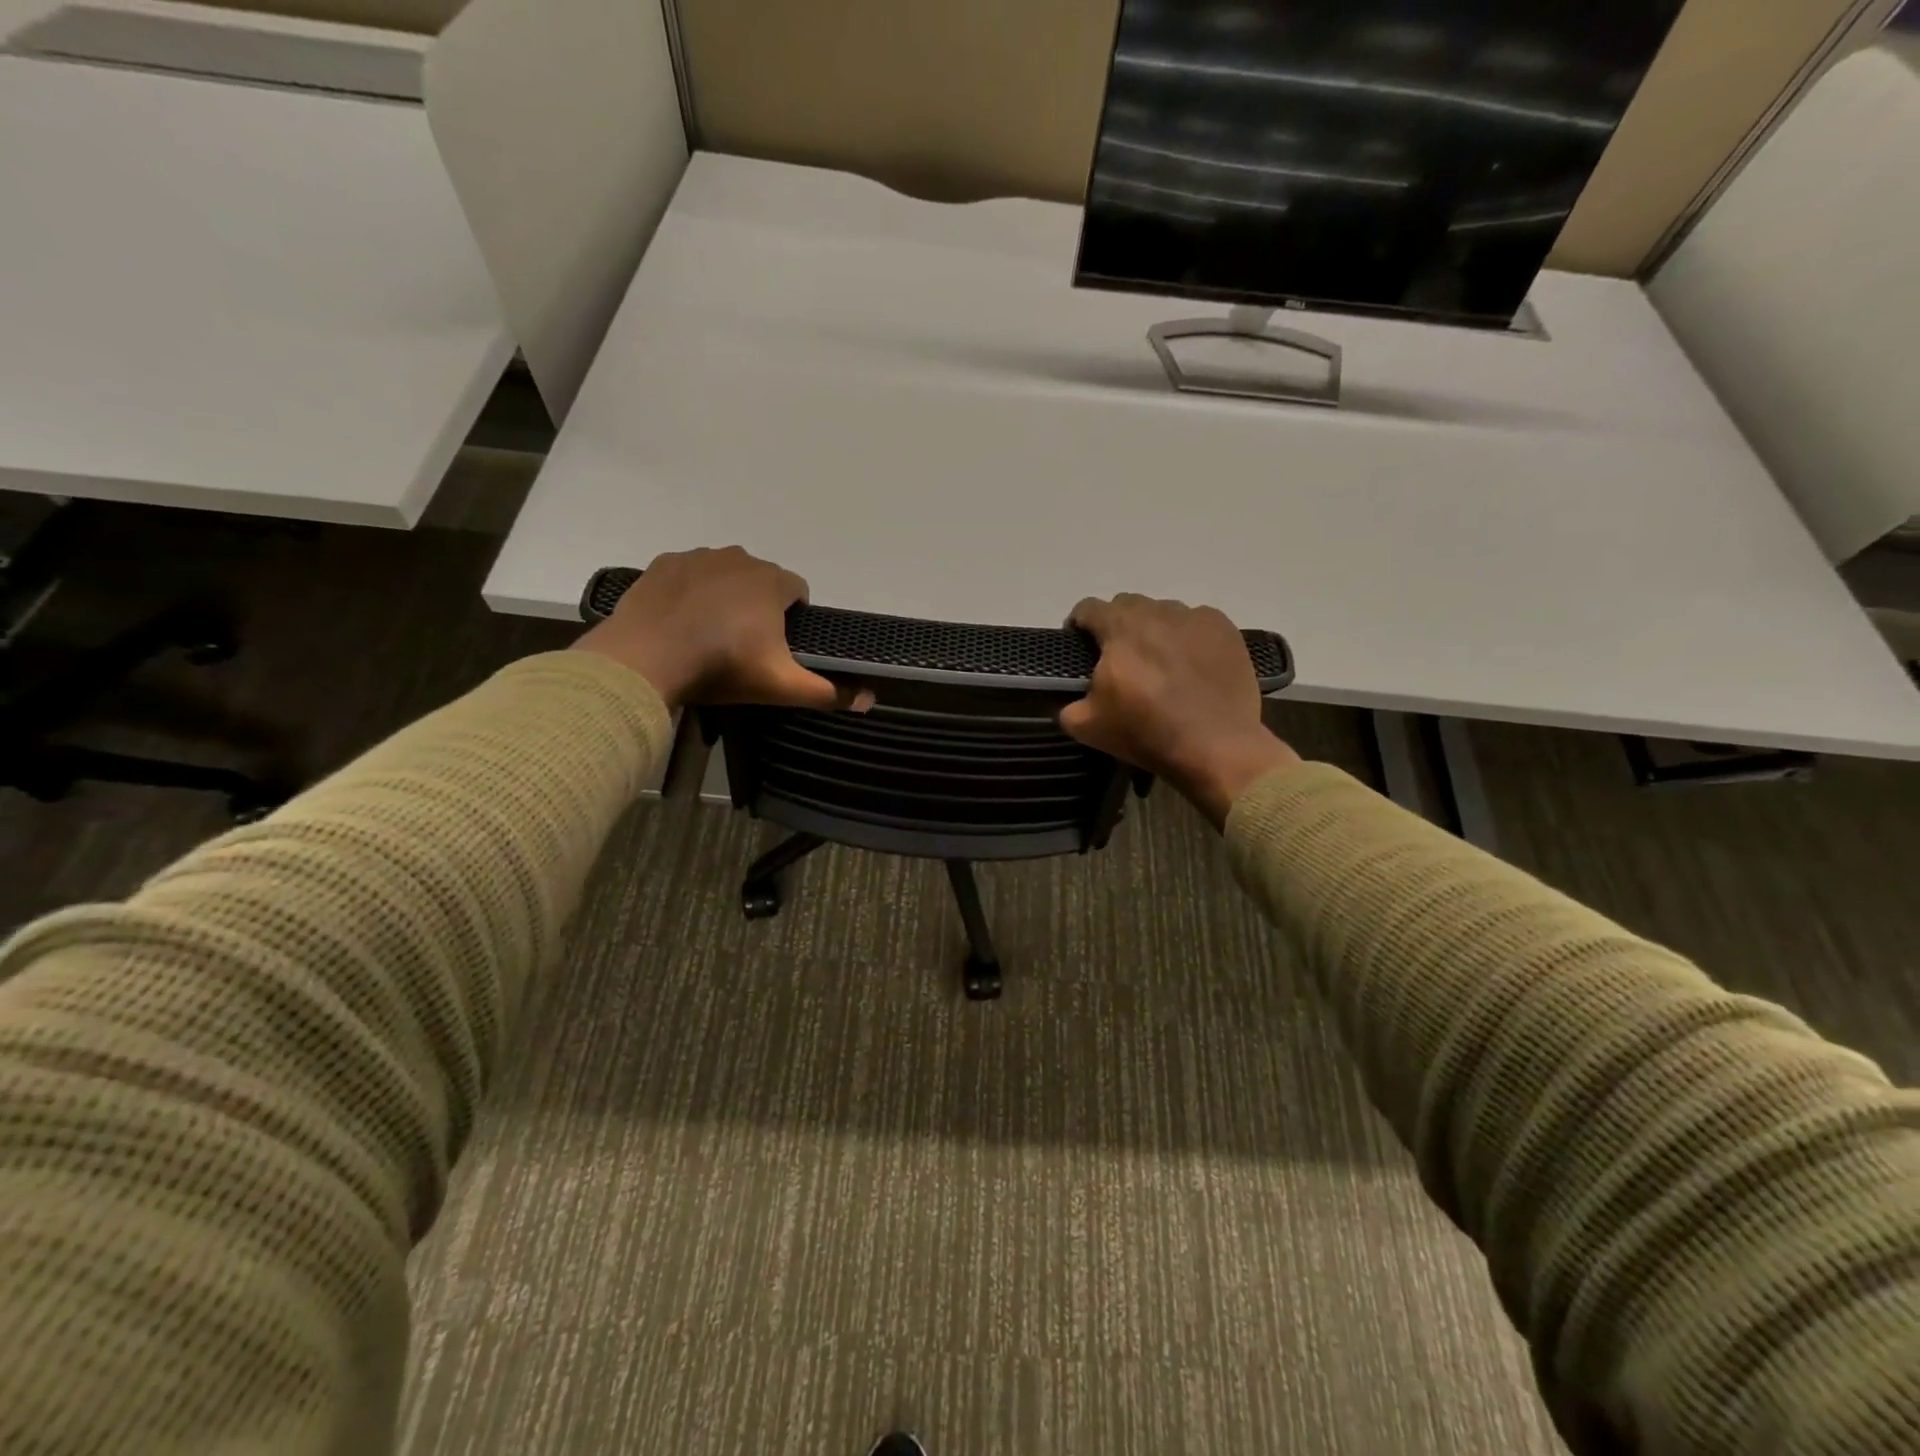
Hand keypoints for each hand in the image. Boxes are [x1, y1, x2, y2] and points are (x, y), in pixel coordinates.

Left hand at [572, 546, 867, 711]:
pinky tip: (682, 621)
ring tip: (711, 634)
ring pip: (726, 574)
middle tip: (744, 646)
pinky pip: (690, 573)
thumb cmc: (722, 668)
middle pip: (762, 580)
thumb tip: (870, 699)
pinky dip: (692, 591)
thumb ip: (828, 692)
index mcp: (772, 582)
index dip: (794, 619)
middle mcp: (739, 558)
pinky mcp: (664, 563)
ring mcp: (698, 557)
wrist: (645, 660)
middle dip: (760, 606)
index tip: (779, 647)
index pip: (798, 591)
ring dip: (727, 596)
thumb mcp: (780, 686)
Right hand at [1060, 594, 1299, 827]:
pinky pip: (1196, 623)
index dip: (1079, 624)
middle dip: (1117, 626)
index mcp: (1118, 628)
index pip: (1088, 608)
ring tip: (1159, 662)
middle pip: (1127, 605)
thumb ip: (1068, 704)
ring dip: (1154, 630)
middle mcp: (1156, 612)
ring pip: (1163, 612)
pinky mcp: (1225, 630)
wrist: (1215, 747)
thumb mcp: (1087, 727)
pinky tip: (1191, 665)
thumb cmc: (1146, 733)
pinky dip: (1187, 638)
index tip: (1080, 645)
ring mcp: (1195, 617)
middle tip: (1120, 658)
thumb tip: (1071, 699)